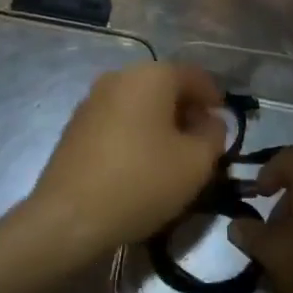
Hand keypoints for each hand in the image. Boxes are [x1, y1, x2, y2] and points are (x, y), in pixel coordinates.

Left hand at [19, 63, 227, 269]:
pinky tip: (140, 163)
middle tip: (201, 143)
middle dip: (187, 110)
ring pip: (140, 103)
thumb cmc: (141, 182)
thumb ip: (214, 135)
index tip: (223, 124)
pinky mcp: (76, 125)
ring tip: (172, 157)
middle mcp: (119, 76)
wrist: (69, 217)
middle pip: (164, 86)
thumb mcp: (196, 163)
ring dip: (160, 122)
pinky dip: (136, 132)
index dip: (214, 98)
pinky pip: (118, 119)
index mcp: (151, 75)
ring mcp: (92, 99)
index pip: (194, 75)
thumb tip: (211, 121)